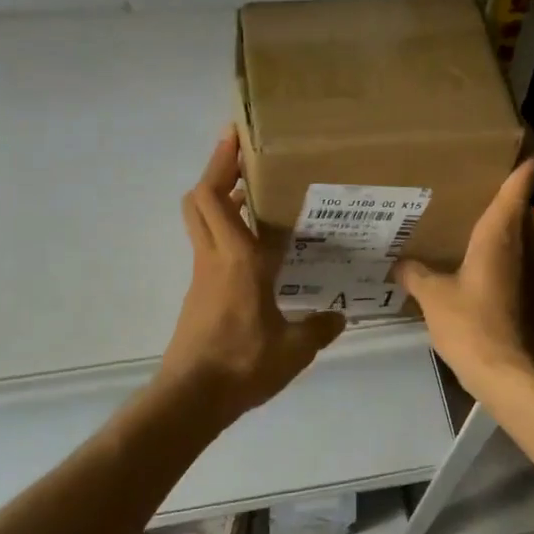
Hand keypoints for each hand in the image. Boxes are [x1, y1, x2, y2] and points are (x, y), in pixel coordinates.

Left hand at [157, 129, 346, 424]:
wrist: (192, 397)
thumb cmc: (243, 364)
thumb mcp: (294, 349)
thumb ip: (319, 327)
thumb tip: (340, 316)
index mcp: (239, 260)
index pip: (221, 198)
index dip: (225, 163)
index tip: (239, 136)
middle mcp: (215, 257)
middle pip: (200, 198)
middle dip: (218, 169)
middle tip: (246, 154)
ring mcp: (202, 275)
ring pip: (200, 220)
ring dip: (219, 198)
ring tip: (256, 193)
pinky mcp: (199, 293)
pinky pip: (209, 246)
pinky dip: (225, 230)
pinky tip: (256, 246)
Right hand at [396, 156, 533, 397]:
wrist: (508, 373)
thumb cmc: (472, 325)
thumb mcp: (433, 296)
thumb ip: (415, 273)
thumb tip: (399, 264)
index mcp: (501, 232)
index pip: (523, 179)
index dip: (525, 154)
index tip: (513, 136)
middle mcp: (521, 241)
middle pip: (518, 201)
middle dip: (498, 185)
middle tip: (462, 174)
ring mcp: (527, 266)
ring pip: (514, 229)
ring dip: (494, 218)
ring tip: (458, 211)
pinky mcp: (524, 288)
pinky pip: (509, 253)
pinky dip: (492, 246)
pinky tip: (464, 255)